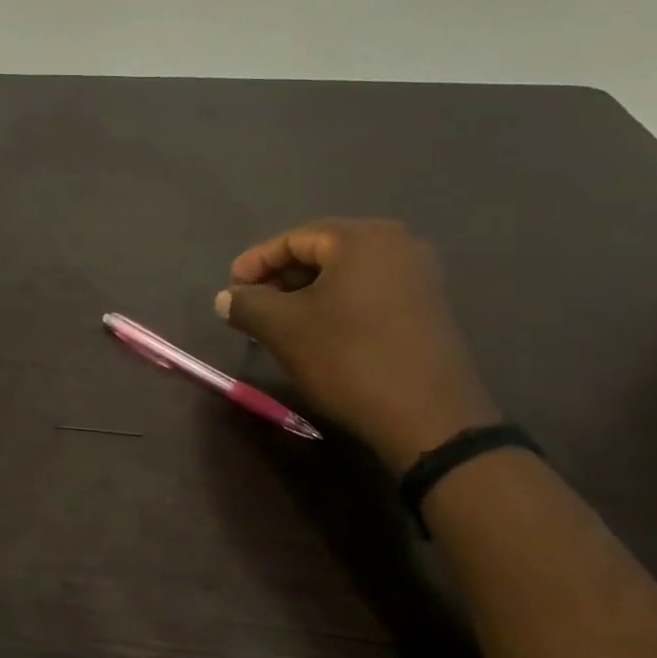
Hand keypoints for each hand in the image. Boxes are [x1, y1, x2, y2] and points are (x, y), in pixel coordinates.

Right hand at [216, 220, 499, 474]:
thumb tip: (226, 298)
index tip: (230, 290)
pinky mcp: (428, 308)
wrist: (430, 420)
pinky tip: (316, 333)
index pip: (293, 239)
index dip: (255, 263)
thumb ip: (247, 304)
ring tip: (277, 323)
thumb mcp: (283, 329)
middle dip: (279, 279)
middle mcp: (397, 244)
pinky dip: (335, 306)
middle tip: (250, 306)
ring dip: (305, 295)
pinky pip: (368, 293)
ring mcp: (418, 276)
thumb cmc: (349, 359)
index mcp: (362, 238)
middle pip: (320, 253)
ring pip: (344, 275)